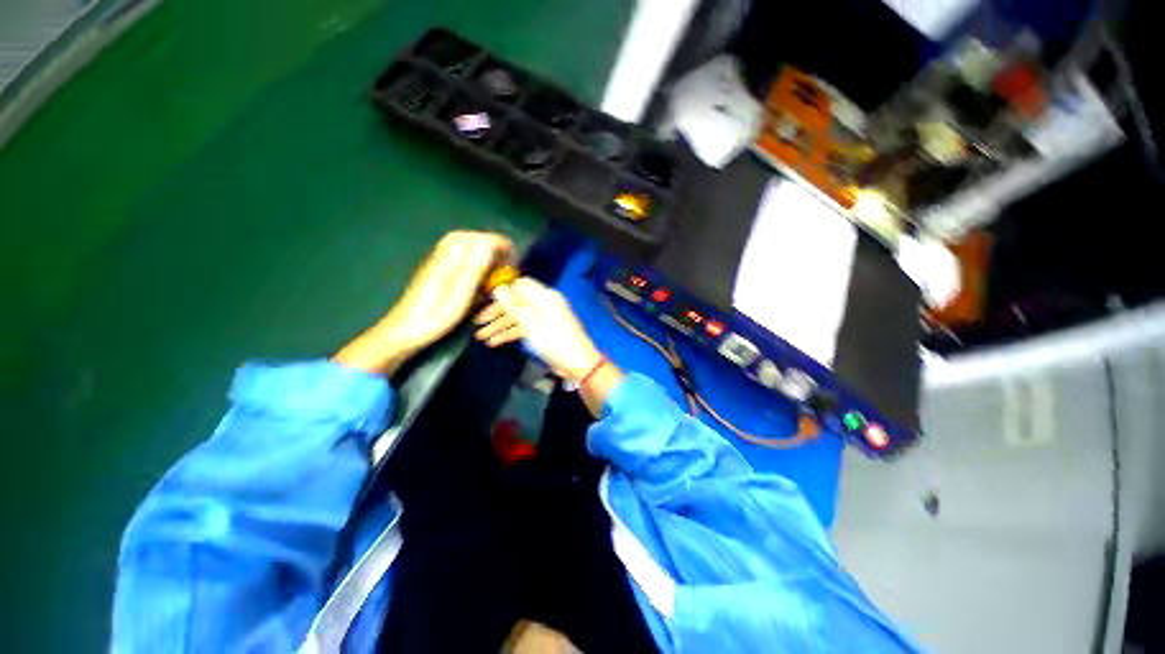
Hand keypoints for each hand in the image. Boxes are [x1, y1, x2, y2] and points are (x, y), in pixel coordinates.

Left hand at [334, 231, 513, 374]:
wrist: (404, 329)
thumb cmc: (434, 316)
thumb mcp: (460, 295)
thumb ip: (475, 267)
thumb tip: (491, 242)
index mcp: (451, 255)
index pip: (483, 238)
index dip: (502, 247)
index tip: (513, 263)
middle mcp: (444, 251)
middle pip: (474, 238)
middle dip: (492, 249)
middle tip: (505, 268)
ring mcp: (438, 260)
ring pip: (466, 247)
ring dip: (482, 257)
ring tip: (493, 275)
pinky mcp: (435, 270)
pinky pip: (458, 257)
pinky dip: (471, 264)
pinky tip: (475, 282)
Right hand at [474, 278, 600, 380]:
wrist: (578, 364)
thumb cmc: (555, 342)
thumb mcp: (531, 324)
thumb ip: (513, 305)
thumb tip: (498, 288)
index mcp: (544, 296)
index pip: (519, 285)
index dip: (501, 290)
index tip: (482, 299)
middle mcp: (543, 303)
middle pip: (515, 302)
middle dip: (496, 312)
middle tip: (477, 323)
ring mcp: (543, 317)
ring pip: (517, 317)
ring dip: (499, 326)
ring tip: (480, 337)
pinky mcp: (543, 331)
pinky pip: (523, 327)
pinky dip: (510, 334)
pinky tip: (494, 343)